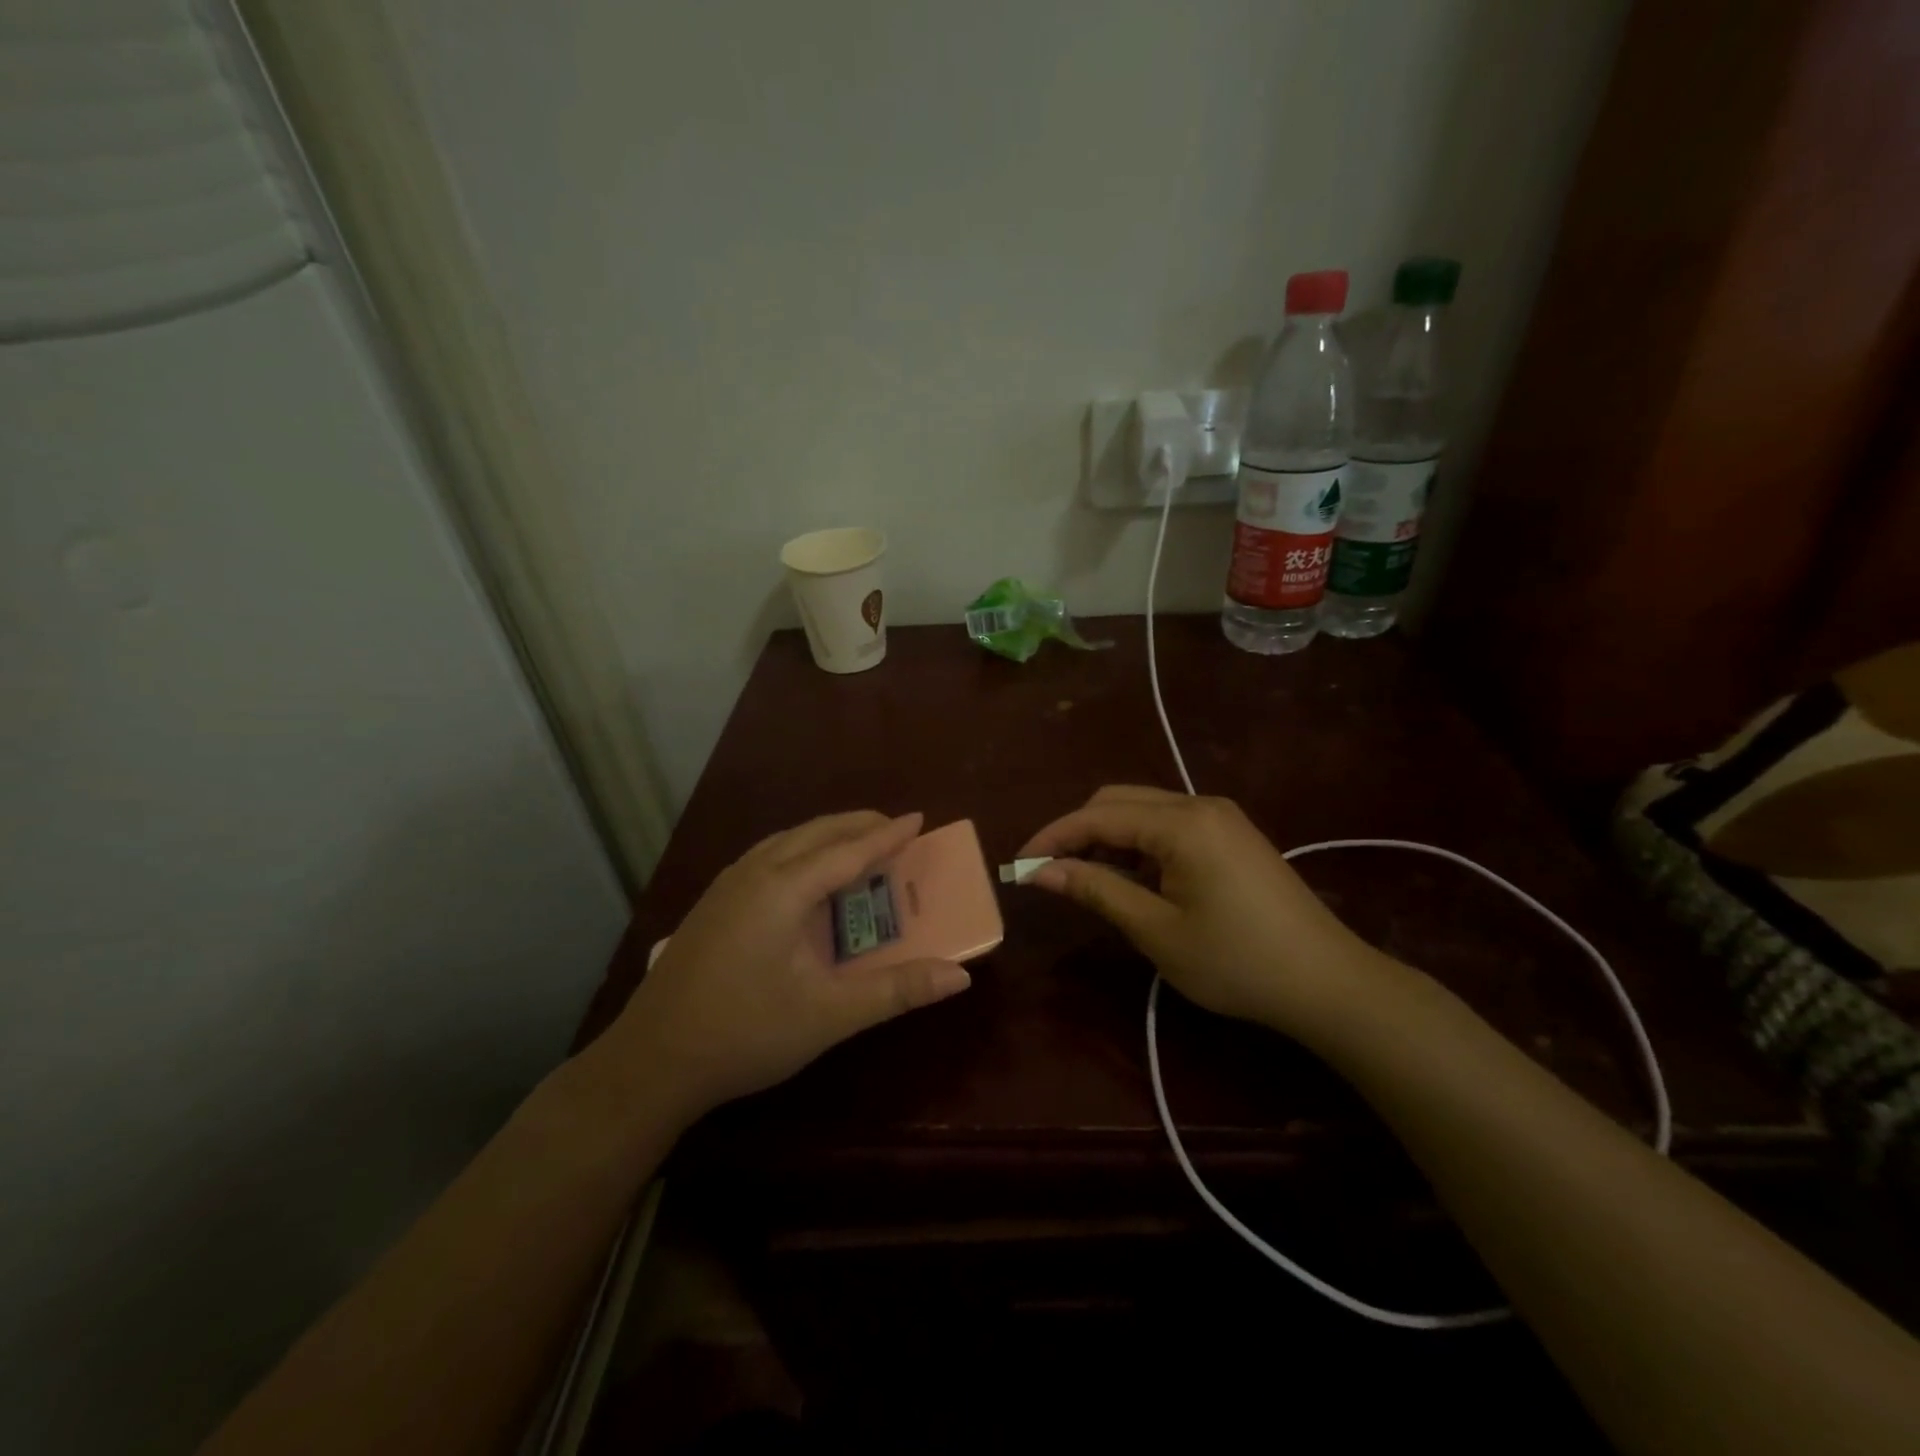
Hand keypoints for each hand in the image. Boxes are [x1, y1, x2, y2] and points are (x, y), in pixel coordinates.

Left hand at [611, 811, 971, 1119]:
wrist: (650, 1062)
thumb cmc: (744, 1033)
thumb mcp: (827, 1016)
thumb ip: (895, 991)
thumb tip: (959, 977)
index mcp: (783, 890)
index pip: (848, 851)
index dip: (887, 835)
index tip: (919, 817)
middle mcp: (754, 874)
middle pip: (814, 833)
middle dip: (857, 825)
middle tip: (894, 828)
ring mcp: (726, 886)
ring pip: (786, 841)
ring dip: (826, 835)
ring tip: (856, 844)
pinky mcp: (712, 904)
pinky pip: (767, 856)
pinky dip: (800, 851)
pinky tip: (803, 876)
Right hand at [1017, 786, 1397, 1037]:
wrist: (1329, 982)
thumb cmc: (1237, 962)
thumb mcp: (1157, 931)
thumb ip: (1096, 890)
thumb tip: (1040, 870)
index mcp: (1181, 823)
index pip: (1097, 815)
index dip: (1053, 837)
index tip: (1019, 865)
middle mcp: (1199, 804)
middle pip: (1118, 800)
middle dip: (1077, 831)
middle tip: (1050, 874)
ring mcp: (1220, 817)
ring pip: (1143, 810)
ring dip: (1107, 838)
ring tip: (1086, 880)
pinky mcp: (1231, 834)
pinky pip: (1168, 825)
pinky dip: (1138, 845)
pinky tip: (1133, 880)